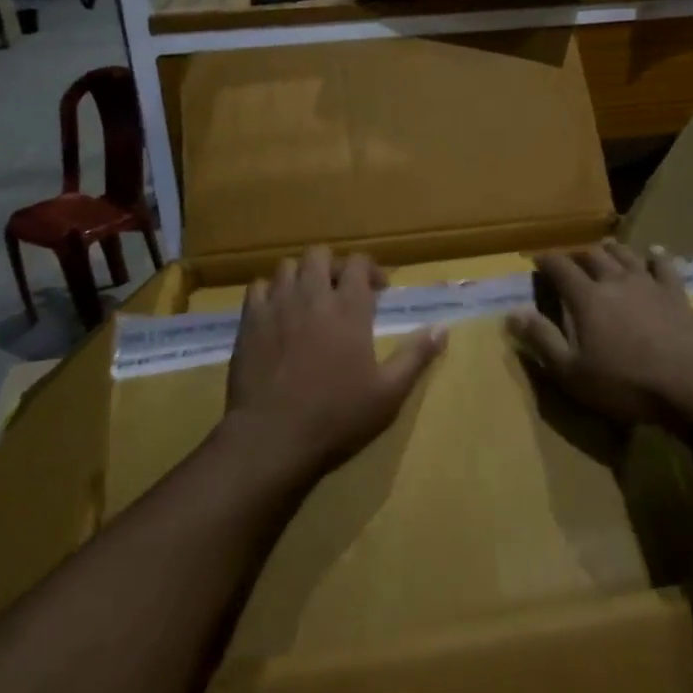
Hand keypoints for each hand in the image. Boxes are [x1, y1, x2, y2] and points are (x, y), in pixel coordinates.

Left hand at [221, 247, 445, 484]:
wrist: (272, 437)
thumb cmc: (337, 416)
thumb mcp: (389, 393)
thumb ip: (416, 355)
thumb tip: (443, 328)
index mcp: (350, 308)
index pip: (359, 263)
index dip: (370, 269)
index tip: (379, 290)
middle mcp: (312, 296)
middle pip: (320, 255)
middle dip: (334, 265)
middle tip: (343, 290)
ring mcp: (277, 306)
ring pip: (287, 266)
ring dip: (302, 275)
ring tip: (310, 299)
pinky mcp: (249, 322)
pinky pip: (257, 287)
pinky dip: (270, 292)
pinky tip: (277, 313)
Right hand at [507, 241, 692, 433]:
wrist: (691, 387)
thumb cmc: (624, 384)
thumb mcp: (572, 371)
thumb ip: (542, 339)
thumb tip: (513, 312)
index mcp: (587, 298)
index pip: (560, 268)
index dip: (546, 261)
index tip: (537, 259)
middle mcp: (616, 282)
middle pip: (593, 256)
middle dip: (577, 254)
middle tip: (570, 258)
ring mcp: (650, 285)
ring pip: (626, 255)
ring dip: (612, 250)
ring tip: (604, 246)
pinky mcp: (677, 295)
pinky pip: (665, 267)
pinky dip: (657, 256)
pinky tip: (655, 252)